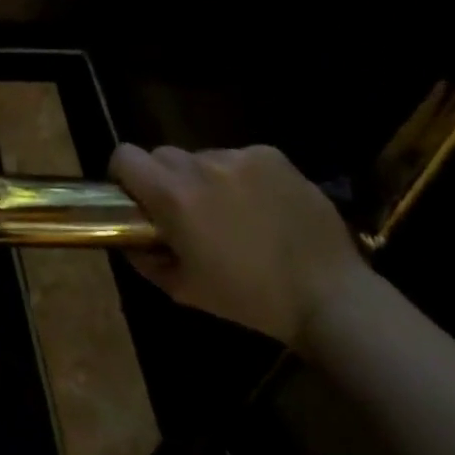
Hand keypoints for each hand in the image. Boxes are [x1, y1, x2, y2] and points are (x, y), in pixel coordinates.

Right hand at [110, 143, 364, 350]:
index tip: (137, 197)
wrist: (330, 296)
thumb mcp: (183, 290)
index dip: (124, 174)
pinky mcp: (271, 156)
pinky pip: (238, 158)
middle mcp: (201, 166)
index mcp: (174, 196)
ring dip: (204, 179)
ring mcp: (239, 157)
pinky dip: (240, 177)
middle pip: (162, 155)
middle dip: (165, 179)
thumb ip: (144, 258)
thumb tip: (129, 237)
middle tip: (185, 212)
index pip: (125, 156)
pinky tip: (261, 206)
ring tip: (232, 213)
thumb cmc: (249, 299)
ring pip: (202, 157)